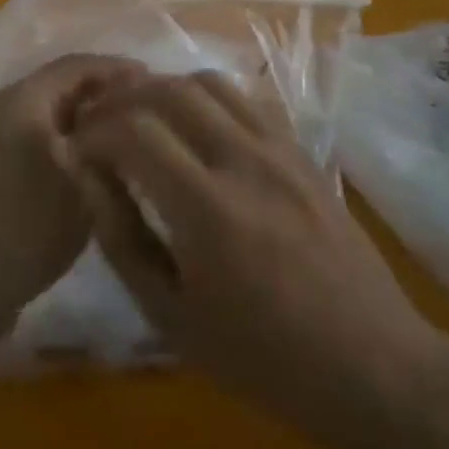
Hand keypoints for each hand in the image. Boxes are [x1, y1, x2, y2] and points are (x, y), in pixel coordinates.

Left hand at [0, 54, 147, 349]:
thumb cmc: (28, 228)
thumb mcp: (82, 181)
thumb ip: (107, 138)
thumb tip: (127, 112)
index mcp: (21, 99)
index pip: (76, 65)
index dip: (117, 68)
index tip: (155, 82)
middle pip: (58, 81)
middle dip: (101, 89)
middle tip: (143, 106)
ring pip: (45, 105)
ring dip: (82, 111)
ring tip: (121, 130)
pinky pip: (30, 126)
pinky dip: (61, 130)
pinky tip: (85, 154)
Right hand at [64, 71, 448, 448]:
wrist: (373, 365)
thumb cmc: (263, 359)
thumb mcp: (171, 316)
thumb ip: (121, 237)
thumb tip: (83, 173)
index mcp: (208, 209)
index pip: (134, 130)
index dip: (93, 131)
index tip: (76, 150)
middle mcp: (245, 160)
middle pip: (168, 90)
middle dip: (121, 100)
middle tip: (99, 126)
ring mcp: (280, 149)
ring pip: (209, 82)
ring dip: (163, 90)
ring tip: (142, 119)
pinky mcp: (302, 151)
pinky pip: (245, 99)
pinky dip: (206, 99)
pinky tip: (195, 129)